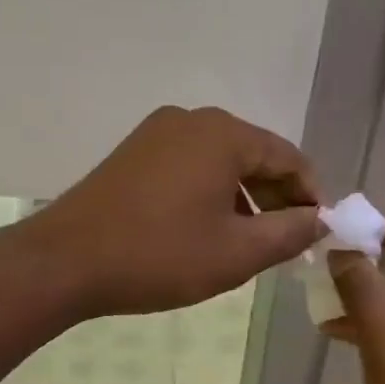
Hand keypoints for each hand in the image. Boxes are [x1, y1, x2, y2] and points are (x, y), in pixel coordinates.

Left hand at [27, 106, 323, 316]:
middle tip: (284, 244)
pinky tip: (204, 232)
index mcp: (223, 134)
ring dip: (241, 200)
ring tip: (246, 245)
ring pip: (218, 163)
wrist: (64, 262)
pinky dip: (207, 195)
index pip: (288, 157)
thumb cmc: (158, 256)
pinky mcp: (131, 155)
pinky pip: (187, 168)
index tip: (317, 233)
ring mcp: (155, 134)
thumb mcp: (236, 253)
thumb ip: (289, 233)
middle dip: (274, 199)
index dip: (310, 196)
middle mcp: (190, 120)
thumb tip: (320, 220)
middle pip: (252, 156)